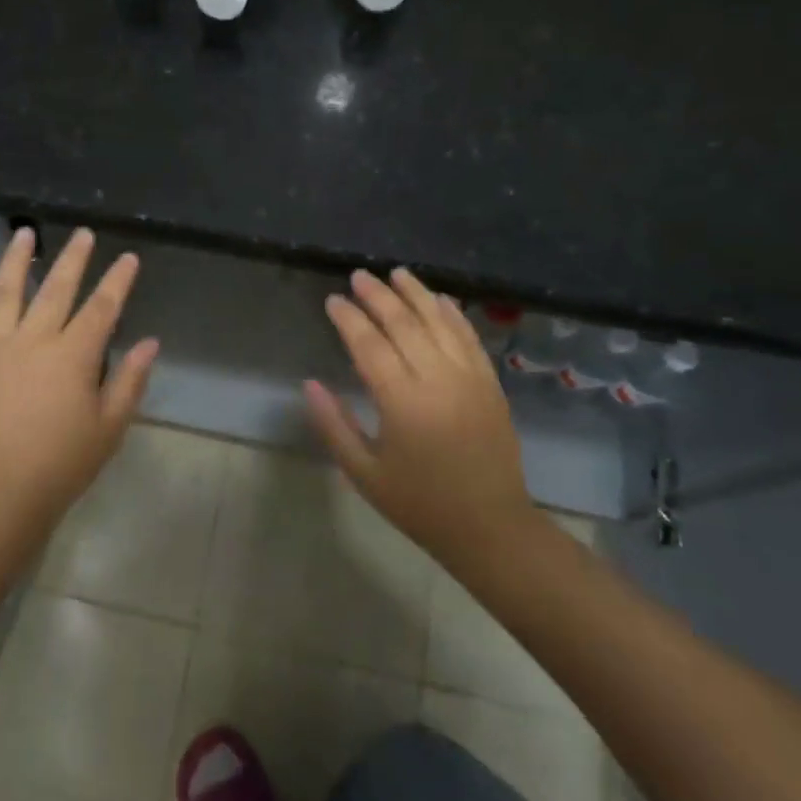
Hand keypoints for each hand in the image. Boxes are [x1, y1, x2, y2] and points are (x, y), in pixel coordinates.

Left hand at [0, 227, 157, 527]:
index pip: (101, 307)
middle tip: (83, 234)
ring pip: (4, 292)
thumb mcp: (109, 428)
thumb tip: (151, 343)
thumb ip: (130, 381)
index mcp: (71, 356)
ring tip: (24, 234)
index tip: (129, 259)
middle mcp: (31, 340)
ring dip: (15, 260)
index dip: (118, 281)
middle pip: (55, 288)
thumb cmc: (61, 464)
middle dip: (73, 258)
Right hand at [305, 268, 541, 570]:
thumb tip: (310, 383)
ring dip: (416, 294)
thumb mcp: (364, 473)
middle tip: (359, 276)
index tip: (333, 300)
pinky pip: (470, 338)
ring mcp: (469, 378)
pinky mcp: (490, 384)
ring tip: (397, 274)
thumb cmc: (419, 504)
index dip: (349, 319)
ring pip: (440, 322)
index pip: (369, 345)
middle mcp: (437, 380)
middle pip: (404, 324)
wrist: (490, 527)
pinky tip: (441, 299)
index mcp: (402, 402)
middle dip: (378, 296)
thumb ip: (334, 425)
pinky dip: (454, 315)